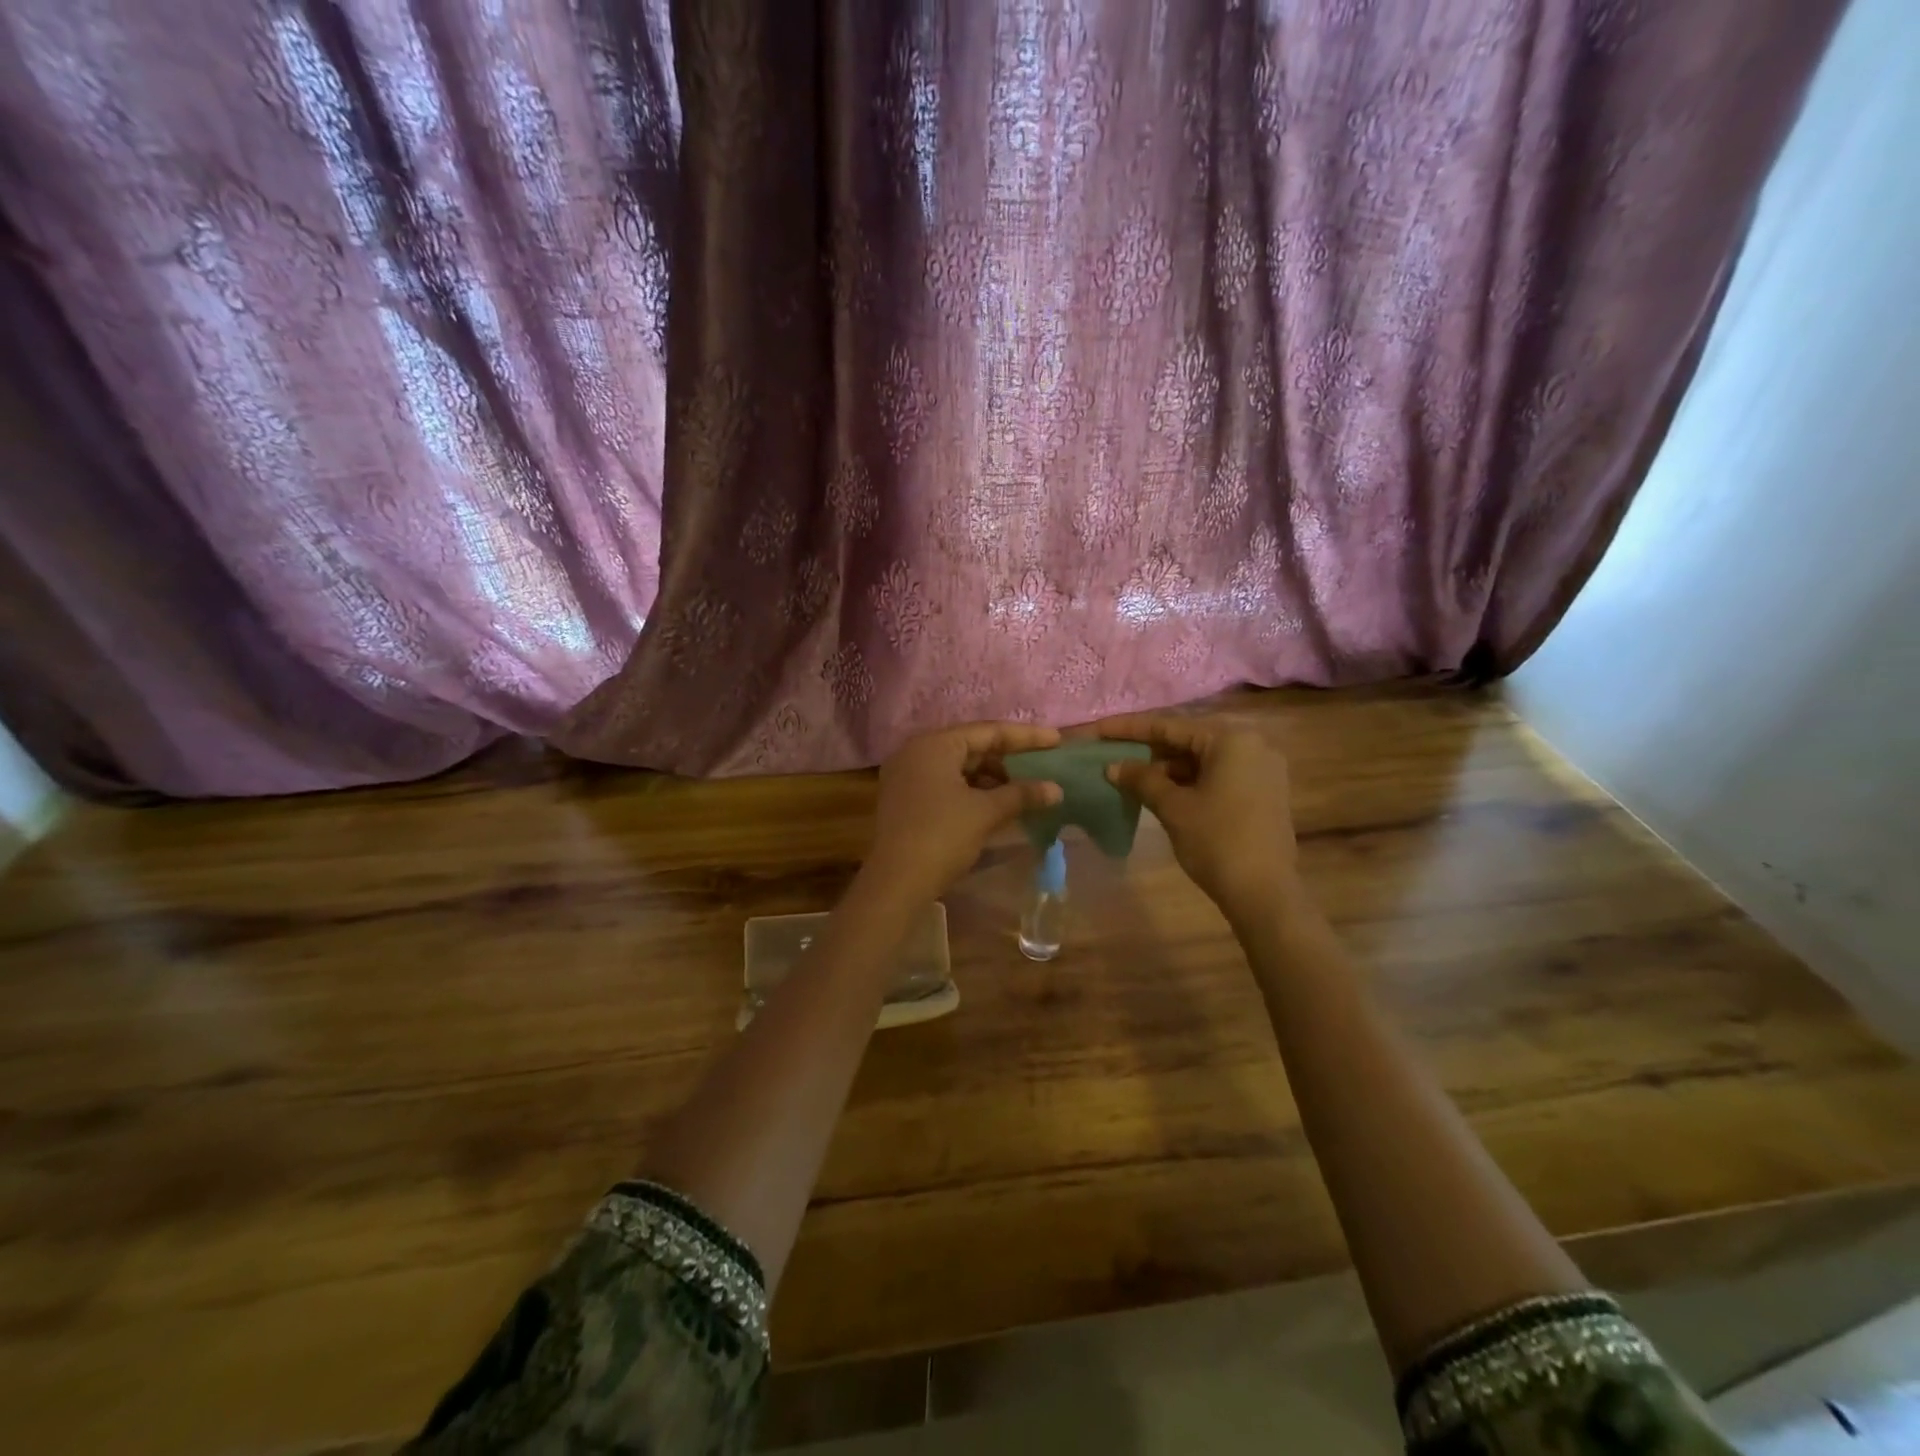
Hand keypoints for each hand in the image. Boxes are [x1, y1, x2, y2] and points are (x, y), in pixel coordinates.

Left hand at [864, 722, 1063, 903]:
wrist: (896, 882)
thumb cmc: (942, 836)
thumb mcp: (985, 812)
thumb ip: (1021, 794)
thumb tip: (1056, 789)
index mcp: (934, 744)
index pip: (988, 732)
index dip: (1026, 737)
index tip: (1056, 741)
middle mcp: (917, 752)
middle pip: (972, 747)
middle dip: (1008, 759)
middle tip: (1043, 766)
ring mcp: (908, 776)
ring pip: (960, 768)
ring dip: (992, 778)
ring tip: (1026, 790)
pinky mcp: (907, 799)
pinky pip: (947, 784)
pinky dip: (973, 791)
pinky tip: (999, 804)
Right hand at [1097, 713, 1301, 922]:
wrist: (1264, 893)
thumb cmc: (1217, 841)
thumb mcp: (1173, 807)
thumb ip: (1141, 780)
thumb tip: (1112, 766)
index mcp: (1231, 740)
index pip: (1170, 727)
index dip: (1129, 729)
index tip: (1098, 730)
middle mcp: (1252, 746)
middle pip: (1188, 741)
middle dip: (1148, 750)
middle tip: (1111, 754)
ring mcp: (1261, 770)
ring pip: (1202, 760)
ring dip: (1167, 768)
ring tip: (1130, 777)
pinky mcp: (1263, 793)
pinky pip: (1217, 776)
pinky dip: (1188, 782)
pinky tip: (1160, 792)